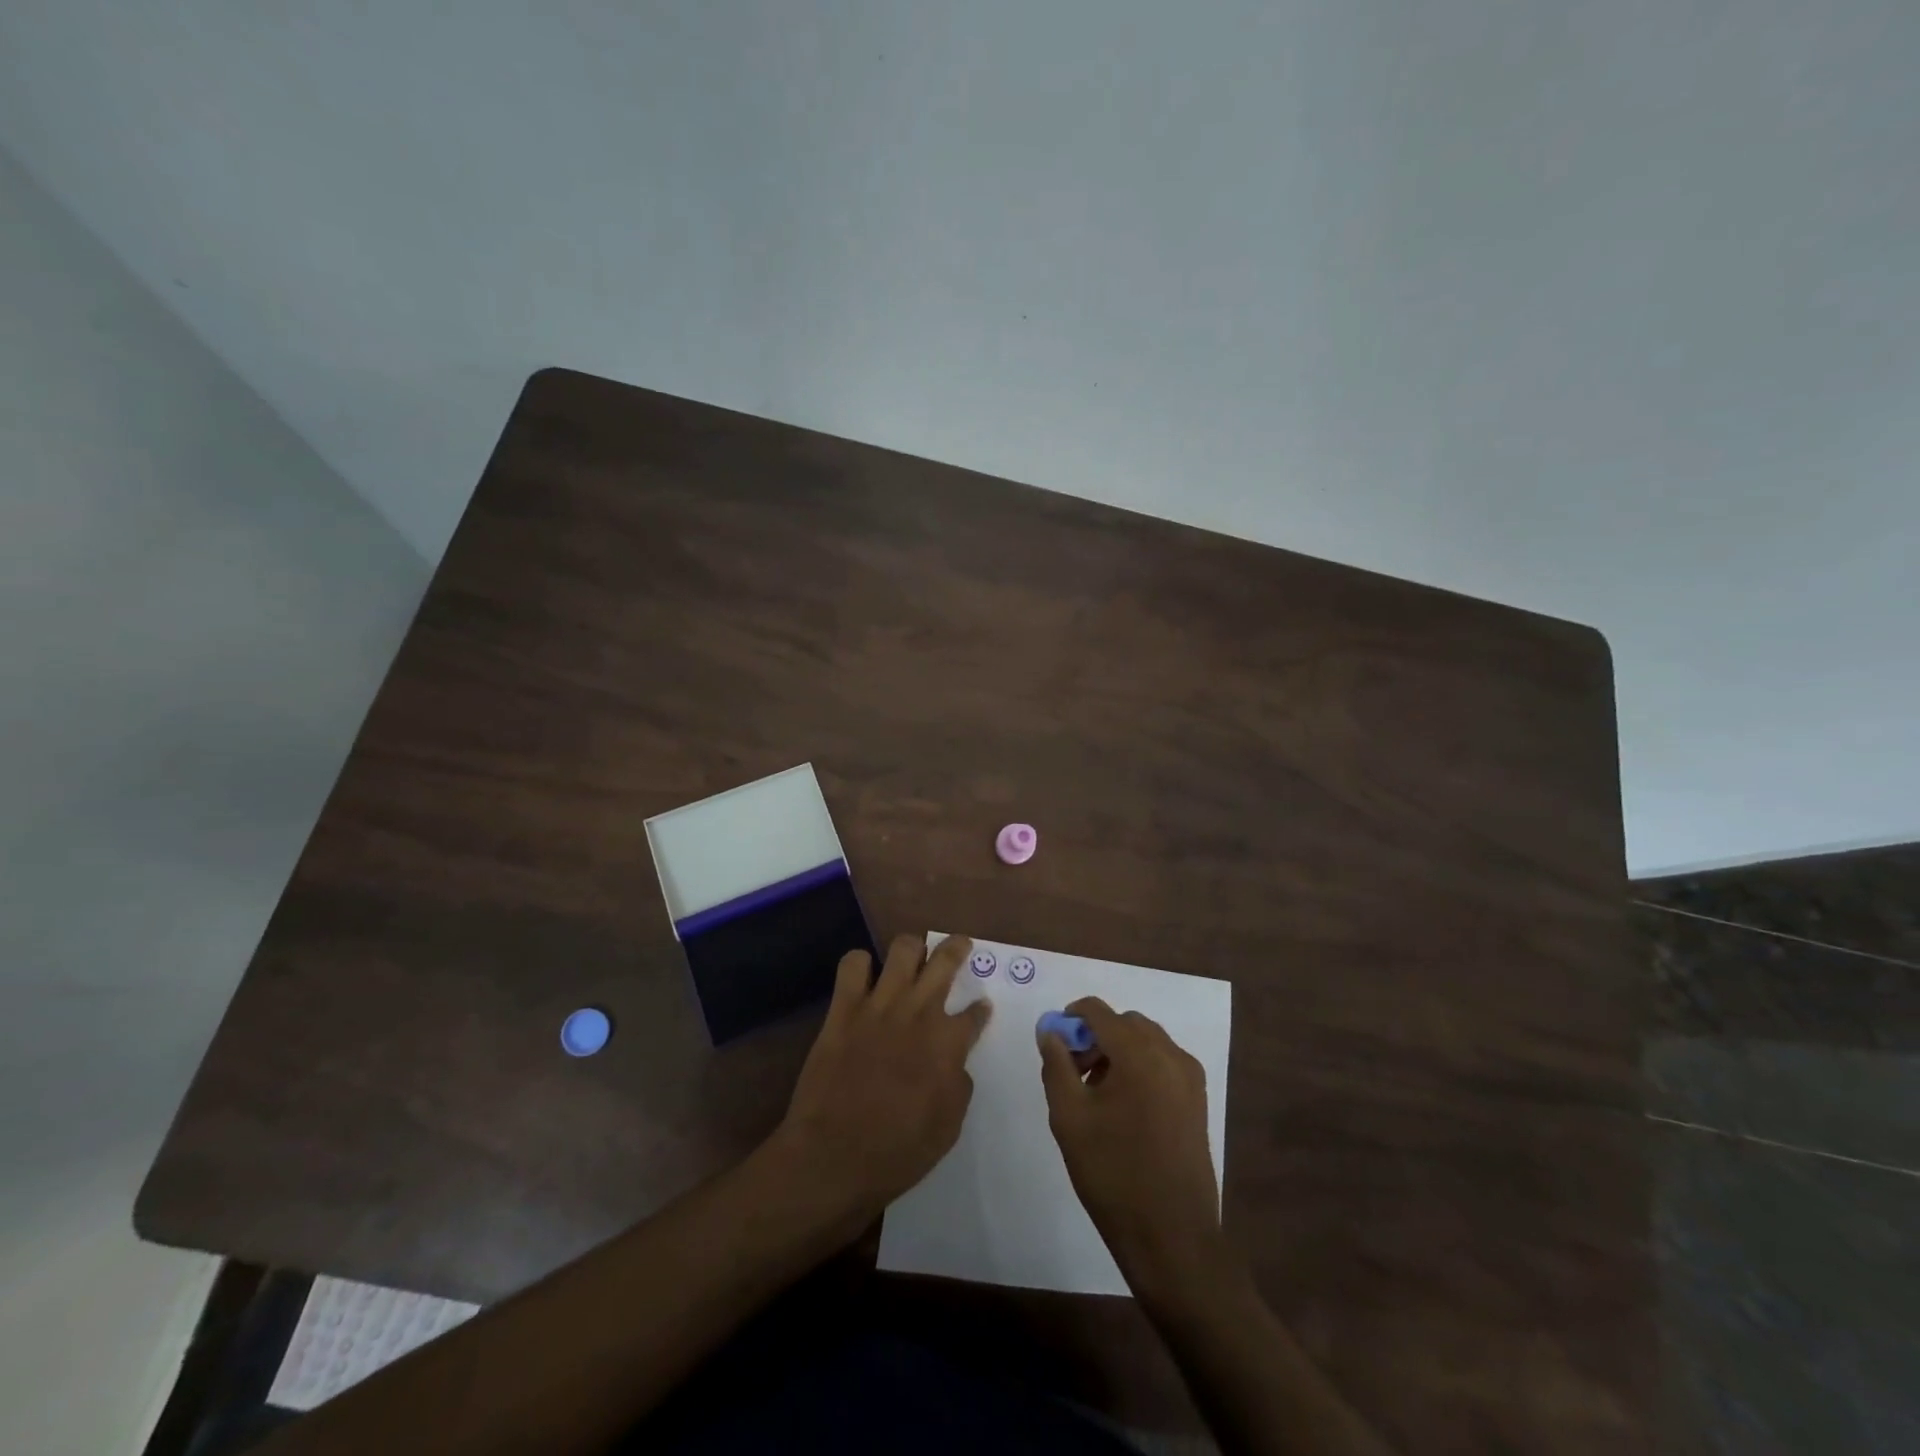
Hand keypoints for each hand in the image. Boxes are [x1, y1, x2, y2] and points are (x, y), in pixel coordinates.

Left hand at [774, 934, 990, 1224]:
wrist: (834, 1157)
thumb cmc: (897, 1152)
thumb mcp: (947, 1128)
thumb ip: (958, 1086)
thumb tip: (956, 1063)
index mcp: (947, 1043)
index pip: (974, 1013)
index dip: (980, 1009)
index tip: (981, 1008)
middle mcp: (918, 1012)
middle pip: (945, 960)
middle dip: (956, 948)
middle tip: (959, 946)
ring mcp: (879, 1005)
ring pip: (903, 949)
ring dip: (912, 949)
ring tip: (913, 955)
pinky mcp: (843, 1008)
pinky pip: (853, 964)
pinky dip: (860, 965)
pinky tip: (863, 978)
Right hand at [1039, 997, 1222, 1298]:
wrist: (1172, 1237)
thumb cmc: (1113, 1174)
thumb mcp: (1069, 1118)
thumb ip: (1056, 1065)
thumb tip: (1050, 1033)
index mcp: (1139, 1054)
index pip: (1098, 1011)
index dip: (1071, 1018)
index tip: (1054, 1044)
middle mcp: (1170, 1055)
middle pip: (1125, 1023)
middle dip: (1095, 1036)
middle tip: (1074, 1072)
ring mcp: (1190, 1078)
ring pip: (1146, 1041)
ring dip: (1118, 1050)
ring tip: (1096, 1093)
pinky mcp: (1198, 1100)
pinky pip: (1163, 1062)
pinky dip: (1140, 1067)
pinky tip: (1124, 1107)